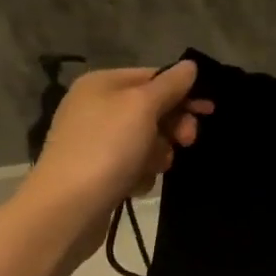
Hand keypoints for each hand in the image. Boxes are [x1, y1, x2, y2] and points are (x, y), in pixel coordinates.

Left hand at [23, 61, 213, 233]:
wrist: (67, 209)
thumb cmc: (107, 148)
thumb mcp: (142, 107)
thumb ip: (170, 85)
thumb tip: (190, 65)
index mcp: (102, 84)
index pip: (153, 77)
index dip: (183, 92)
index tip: (208, 110)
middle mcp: (95, 107)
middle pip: (152, 109)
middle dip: (171, 127)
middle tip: (186, 141)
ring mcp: (95, 141)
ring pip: (147, 140)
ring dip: (156, 154)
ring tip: (149, 168)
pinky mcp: (97, 172)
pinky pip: (132, 165)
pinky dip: (139, 174)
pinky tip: (133, 185)